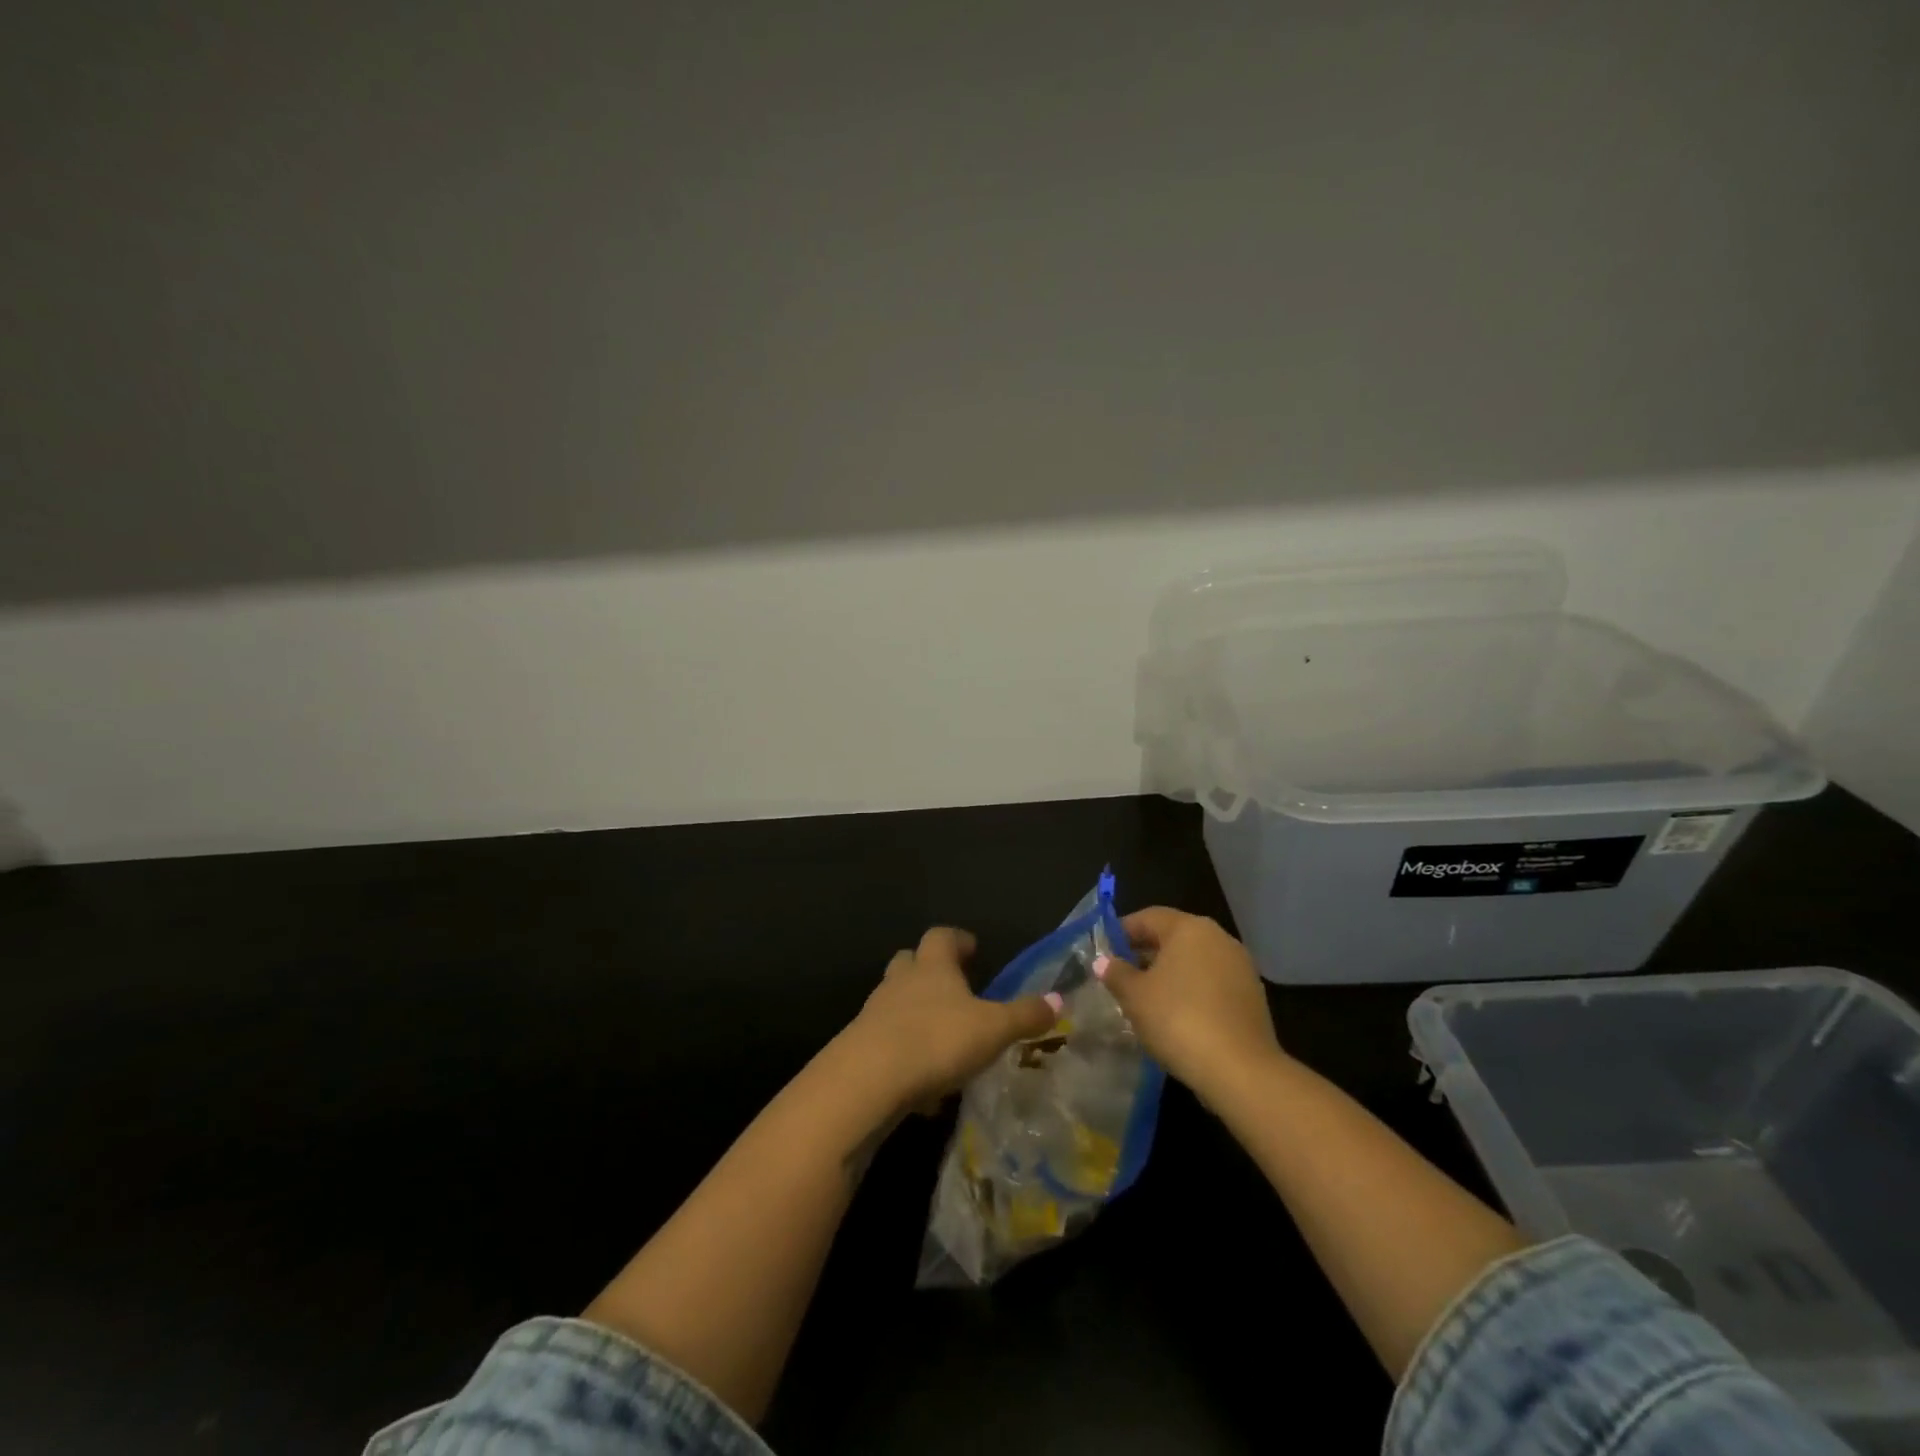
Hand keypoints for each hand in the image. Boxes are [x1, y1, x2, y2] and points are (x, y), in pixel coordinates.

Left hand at [841, 927, 1060, 1106]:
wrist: (869, 1078)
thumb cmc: (938, 1039)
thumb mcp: (993, 1029)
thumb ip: (1025, 1015)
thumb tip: (1058, 1000)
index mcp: (933, 966)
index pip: (941, 936)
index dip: (957, 940)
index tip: (971, 949)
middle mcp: (901, 981)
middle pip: (910, 961)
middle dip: (928, 969)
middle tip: (952, 987)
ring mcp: (875, 1012)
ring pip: (894, 1000)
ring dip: (913, 1011)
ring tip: (939, 1036)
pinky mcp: (859, 1046)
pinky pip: (885, 1038)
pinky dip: (902, 1050)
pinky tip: (920, 1079)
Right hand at [1095, 907, 1284, 1103]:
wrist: (1241, 1071)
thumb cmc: (1178, 1020)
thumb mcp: (1135, 996)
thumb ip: (1117, 973)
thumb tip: (1104, 962)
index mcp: (1189, 928)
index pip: (1148, 917)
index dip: (1122, 931)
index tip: (1104, 951)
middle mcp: (1219, 937)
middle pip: (1174, 937)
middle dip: (1146, 953)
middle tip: (1121, 975)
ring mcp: (1240, 966)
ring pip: (1195, 960)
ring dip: (1170, 973)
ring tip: (1146, 998)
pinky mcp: (1252, 995)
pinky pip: (1212, 982)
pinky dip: (1192, 990)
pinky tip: (1177, 1015)